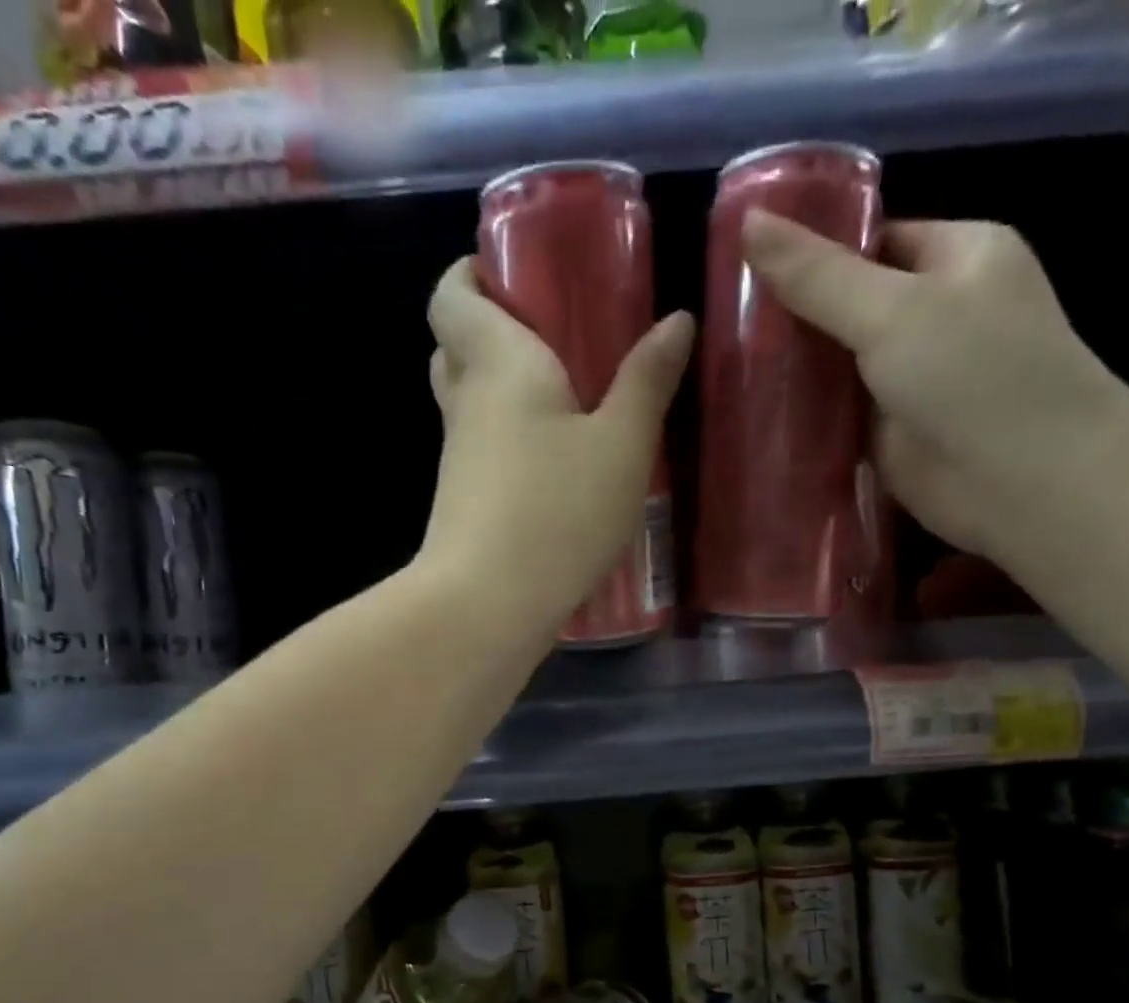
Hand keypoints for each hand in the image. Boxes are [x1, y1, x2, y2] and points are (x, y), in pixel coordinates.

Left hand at [419, 258, 694, 633]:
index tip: (511, 271)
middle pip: (455, 346)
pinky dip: (510, 441)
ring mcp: (458, 459)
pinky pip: (482, 452)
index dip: (471, 272)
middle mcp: (466, 403)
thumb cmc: (557, 512)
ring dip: (504, 390)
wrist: (486, 605)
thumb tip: (676, 320)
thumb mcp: (622, 446)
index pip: (452, 295)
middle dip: (492, 328)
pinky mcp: (463, 504)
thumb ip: (647, 382)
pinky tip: (556, 465)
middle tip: (551, 333)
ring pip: (470, 403)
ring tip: (568, 399)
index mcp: (497, 362)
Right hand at [741, 212, 1128, 560]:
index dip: (810, 251)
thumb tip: (748, 221)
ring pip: (839, 364)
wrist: (1025, 482)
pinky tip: (753, 415)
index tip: (744, 267)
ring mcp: (913, 378)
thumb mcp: (892, 310)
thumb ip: (818, 276)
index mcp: (956, 256)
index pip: (871, 241)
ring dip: (792, 371)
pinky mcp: (892, 433)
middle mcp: (937, 312)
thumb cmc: (974, 375)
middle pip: (849, 304)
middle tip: (723, 325)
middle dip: (792, 316)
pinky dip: (803, 417)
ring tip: (724, 367)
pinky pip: (838, 415)